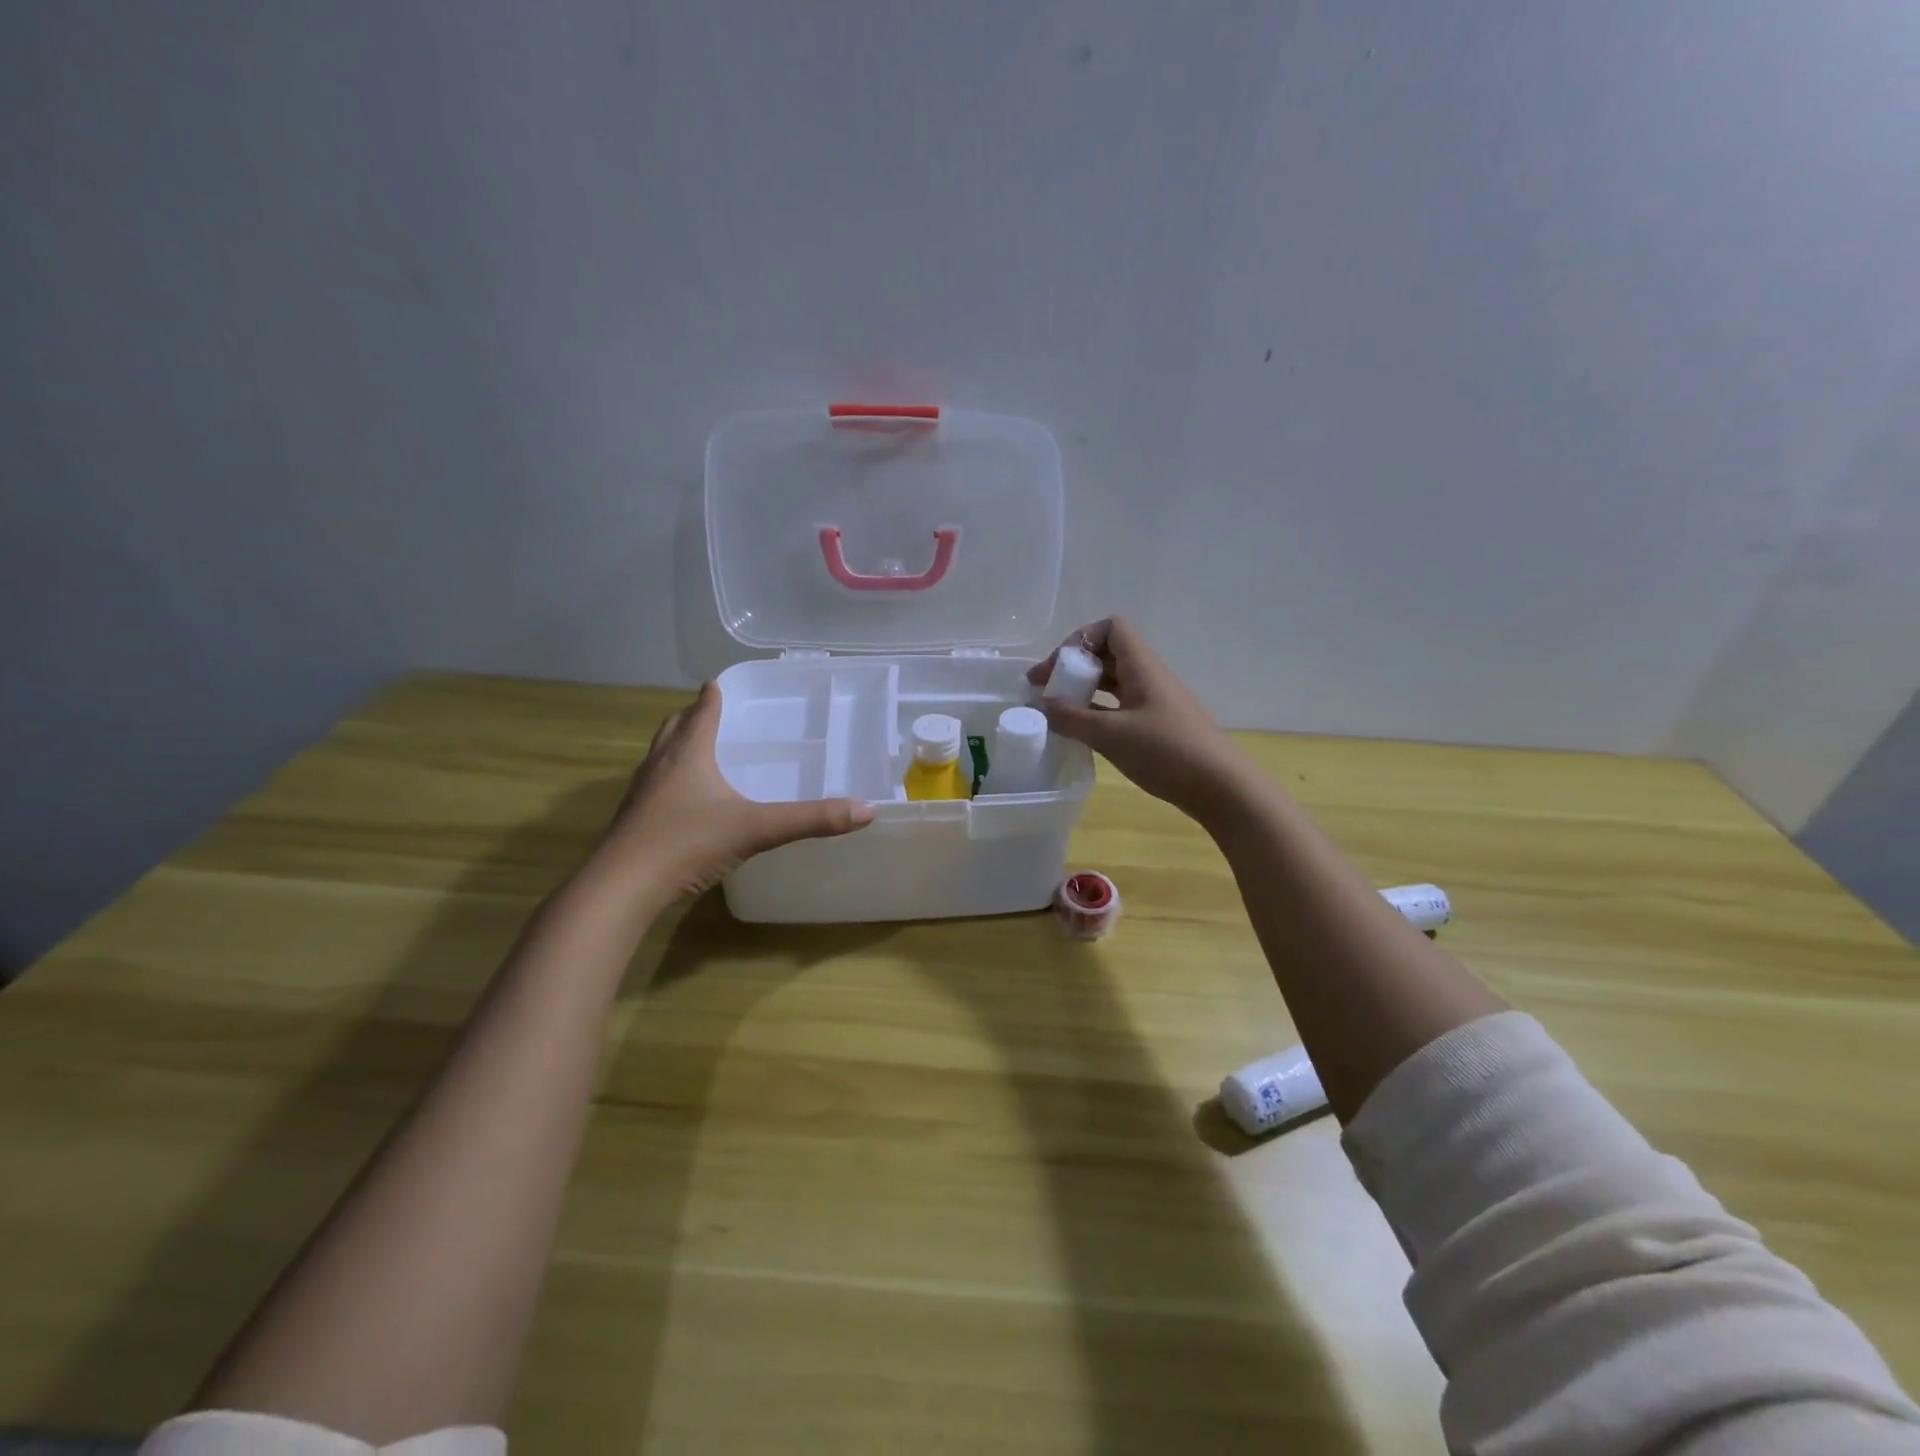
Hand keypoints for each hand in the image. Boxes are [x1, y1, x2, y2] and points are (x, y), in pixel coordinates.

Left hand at [599, 683, 873, 902]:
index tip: (720, 684)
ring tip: (700, 752)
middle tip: (713, 715)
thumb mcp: (755, 829)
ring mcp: (640, 793)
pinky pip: (653, 786)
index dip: (713, 696)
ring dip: (677, 746)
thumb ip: (810, 819)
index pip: (702, 712)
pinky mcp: (632, 820)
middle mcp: (660, 765)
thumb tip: (865, 809)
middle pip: (674, 727)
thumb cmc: (686, 844)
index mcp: (688, 754)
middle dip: (692, 717)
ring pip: (659, 756)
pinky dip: (669, 779)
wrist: (620, 889)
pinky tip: (685, 802)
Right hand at [1027, 617, 1245, 819]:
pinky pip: (1118, 706)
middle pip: (1107, 654)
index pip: (1111, 628)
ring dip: (1082, 690)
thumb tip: (1041, 705)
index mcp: (1141, 666)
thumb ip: (1071, 718)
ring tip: (1055, 711)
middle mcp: (1147, 676)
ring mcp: (1152, 702)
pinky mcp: (1155, 725)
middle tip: (1042, 690)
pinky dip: (1095, 711)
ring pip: (1111, 682)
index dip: (1081, 639)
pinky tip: (1080, 731)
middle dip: (1073, 667)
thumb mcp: (1111, 735)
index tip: (1058, 668)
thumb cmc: (1166, 751)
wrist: (1219, 786)